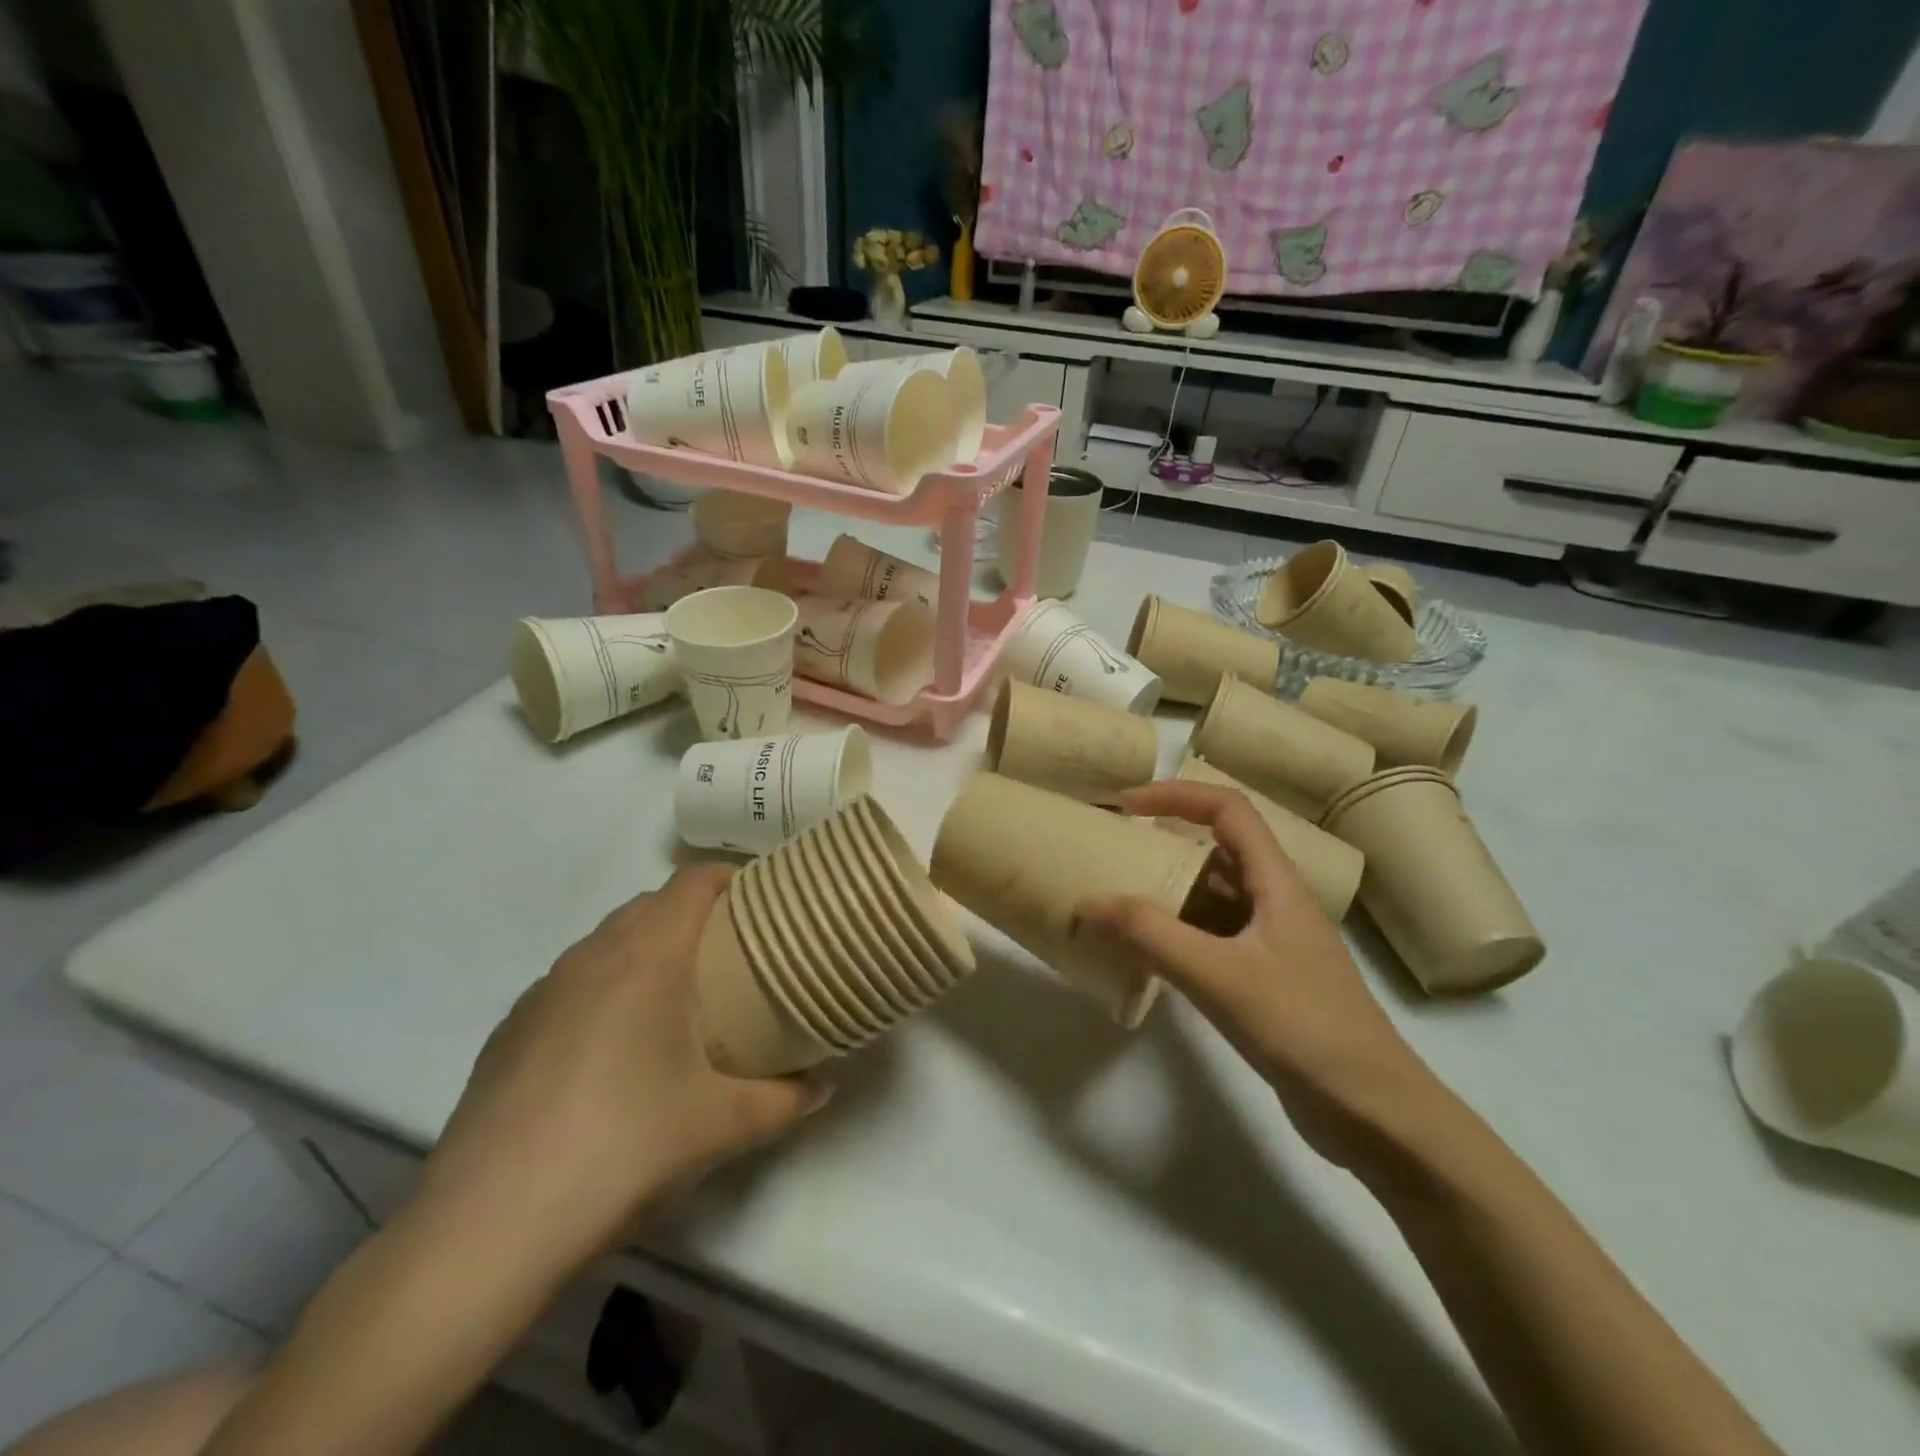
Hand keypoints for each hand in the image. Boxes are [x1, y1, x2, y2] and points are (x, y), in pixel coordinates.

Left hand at [410, 865, 826, 1281]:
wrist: (487, 1229)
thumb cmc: (622, 1148)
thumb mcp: (722, 1126)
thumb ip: (786, 1100)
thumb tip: (822, 1086)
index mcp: (646, 957)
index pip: (691, 882)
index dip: (730, 877)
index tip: (762, 901)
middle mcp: (591, 957)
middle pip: (650, 904)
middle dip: (694, 914)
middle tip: (732, 953)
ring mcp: (542, 992)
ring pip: (606, 941)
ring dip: (646, 948)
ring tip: (677, 997)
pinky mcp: (509, 1031)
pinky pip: (571, 981)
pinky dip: (604, 986)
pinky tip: (613, 1047)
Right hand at [1076, 781, 1436, 1170]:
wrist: (1374, 1114)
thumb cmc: (1304, 1028)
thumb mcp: (1220, 976)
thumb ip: (1150, 937)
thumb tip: (1086, 904)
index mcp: (1276, 882)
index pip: (1228, 809)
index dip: (1177, 795)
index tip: (1126, 807)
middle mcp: (1273, 901)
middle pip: (1214, 851)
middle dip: (1162, 846)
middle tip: (1112, 856)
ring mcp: (1269, 942)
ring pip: (1209, 898)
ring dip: (1165, 894)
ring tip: (1115, 903)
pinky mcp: (1263, 979)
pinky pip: (1209, 938)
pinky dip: (1174, 936)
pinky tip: (1143, 956)